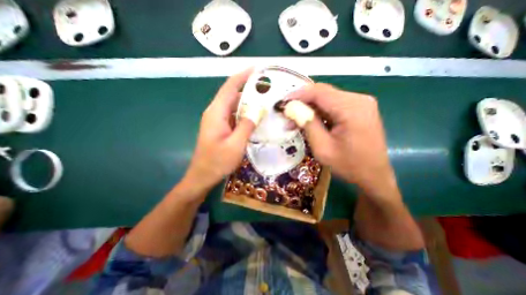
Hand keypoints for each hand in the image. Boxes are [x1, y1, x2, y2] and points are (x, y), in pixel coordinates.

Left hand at [184, 69, 256, 193]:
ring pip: (234, 105)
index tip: (257, 69)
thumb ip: (247, 125)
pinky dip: (245, 113)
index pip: (230, 87)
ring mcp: (217, 120)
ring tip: (265, 102)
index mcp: (216, 112)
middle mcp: (215, 112)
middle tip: (267, 89)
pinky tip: (256, 117)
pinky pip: (234, 115)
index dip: (243, 76)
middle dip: (249, 89)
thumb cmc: (217, 161)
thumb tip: (258, 110)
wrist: (203, 175)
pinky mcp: (220, 127)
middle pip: (232, 94)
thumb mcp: (236, 144)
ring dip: (248, 102)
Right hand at [287, 83, 398, 200]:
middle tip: (287, 113)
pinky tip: (309, 122)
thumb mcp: (323, 148)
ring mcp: (361, 103)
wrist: (374, 176)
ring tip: (294, 121)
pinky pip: (334, 105)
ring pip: (327, 99)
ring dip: (310, 108)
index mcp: (351, 108)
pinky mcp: (359, 109)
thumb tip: (292, 108)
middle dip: (302, 102)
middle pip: (323, 93)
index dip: (298, 95)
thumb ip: (308, 124)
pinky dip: (319, 112)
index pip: (319, 92)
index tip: (282, 102)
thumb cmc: (349, 165)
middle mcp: (359, 99)